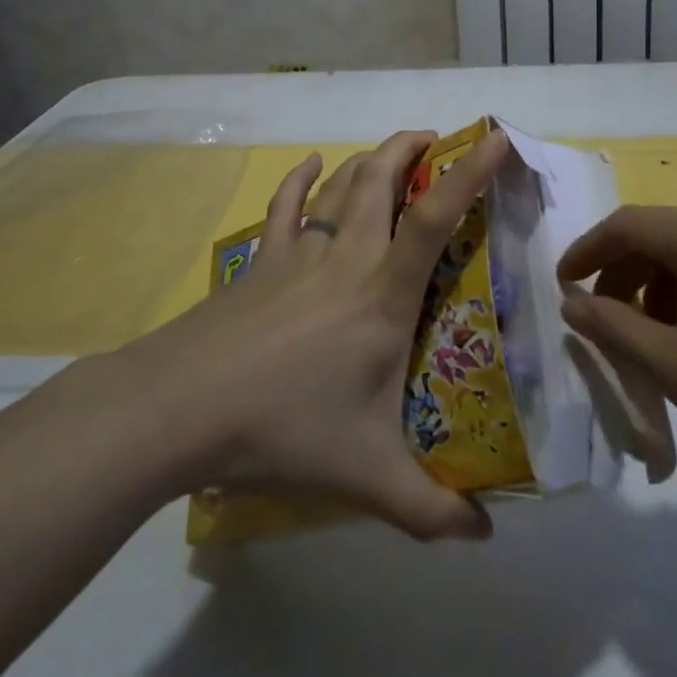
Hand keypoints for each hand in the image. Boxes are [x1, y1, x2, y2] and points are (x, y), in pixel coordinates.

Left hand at [128, 129, 507, 541]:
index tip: (495, 139)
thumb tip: (485, 538)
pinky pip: (285, 206)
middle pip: (381, 180)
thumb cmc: (283, 429)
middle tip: (437, 138)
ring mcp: (299, 255)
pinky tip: (309, 164)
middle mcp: (347, 260)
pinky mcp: (261, 262)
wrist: (182, 408)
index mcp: (383, 297)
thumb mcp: (367, 477)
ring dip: (369, 159)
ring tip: (392, 151)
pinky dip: (300, 179)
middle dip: (411, 148)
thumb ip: (430, 510)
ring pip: (340, 186)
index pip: (435, 220)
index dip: (469, 174)